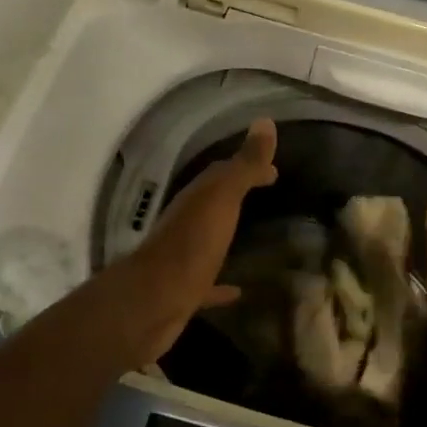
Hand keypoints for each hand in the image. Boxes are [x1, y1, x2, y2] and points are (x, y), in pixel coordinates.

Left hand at [108, 118, 277, 362]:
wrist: (151, 304)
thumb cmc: (191, 246)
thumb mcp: (221, 199)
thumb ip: (244, 165)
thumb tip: (265, 122)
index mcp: (197, 198)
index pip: (224, 172)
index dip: (249, 166)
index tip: (275, 170)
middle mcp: (187, 223)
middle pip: (215, 201)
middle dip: (238, 192)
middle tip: (268, 189)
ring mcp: (184, 258)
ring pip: (209, 237)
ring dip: (227, 231)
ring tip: (255, 232)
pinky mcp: (184, 291)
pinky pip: (207, 281)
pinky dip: (222, 283)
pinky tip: (239, 291)